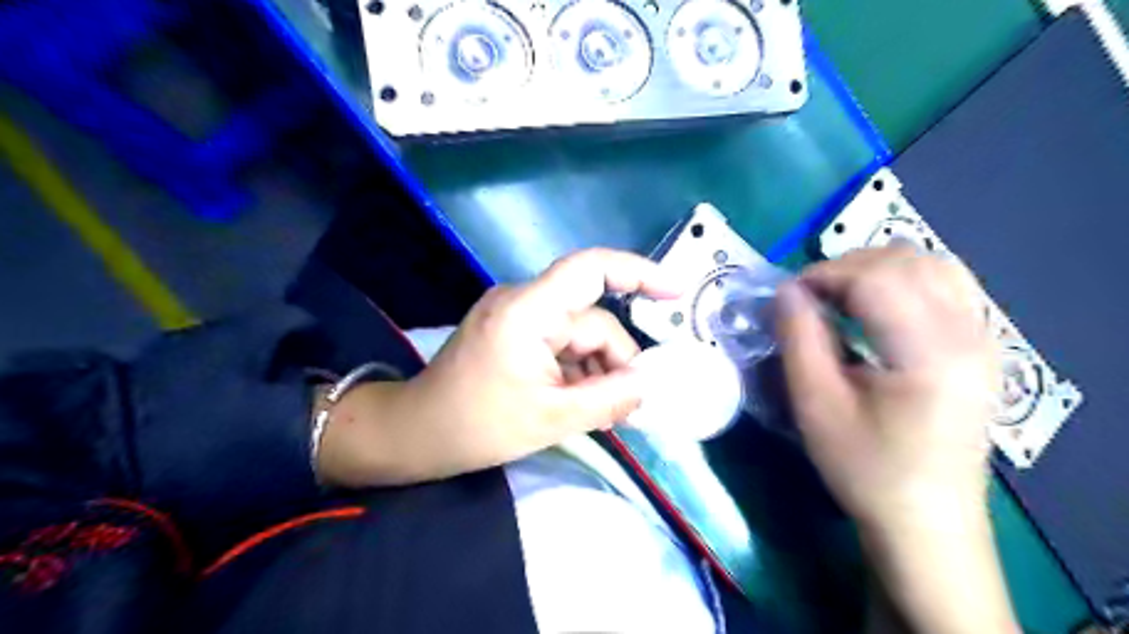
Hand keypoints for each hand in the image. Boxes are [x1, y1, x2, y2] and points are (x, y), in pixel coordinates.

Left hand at [316, 248, 678, 485]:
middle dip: (614, 362)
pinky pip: (560, 343)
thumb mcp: (552, 418)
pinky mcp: (513, 331)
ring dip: (596, 370)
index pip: (590, 269)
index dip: (637, 272)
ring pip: (579, 335)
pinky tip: (578, 401)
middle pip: (591, 320)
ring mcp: (517, 315)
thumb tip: (648, 384)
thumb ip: (609, 399)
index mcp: (528, 311)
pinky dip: (576, 370)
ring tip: (600, 413)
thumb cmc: (477, 425)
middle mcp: (523, 301)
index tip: (675, 290)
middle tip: (627, 408)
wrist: (417, 433)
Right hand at [776, 248, 994, 534]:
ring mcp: (984, 337)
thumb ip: (799, 338)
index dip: (823, 275)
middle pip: (907, 259)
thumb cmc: (865, 468)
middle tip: (809, 298)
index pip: (875, 277)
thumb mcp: (816, 405)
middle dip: (847, 266)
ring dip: (877, 268)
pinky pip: (948, 283)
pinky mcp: (983, 346)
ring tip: (840, 297)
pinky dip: (905, 279)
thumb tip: (785, 289)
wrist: (927, 521)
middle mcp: (969, 333)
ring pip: (932, 263)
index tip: (788, 297)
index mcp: (930, 353)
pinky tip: (878, 306)